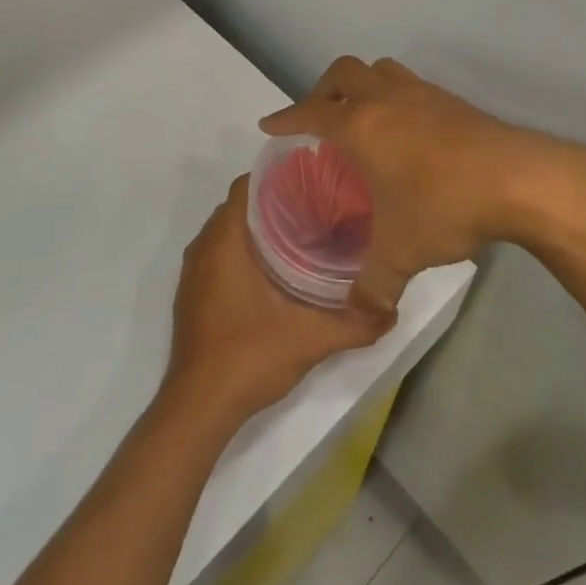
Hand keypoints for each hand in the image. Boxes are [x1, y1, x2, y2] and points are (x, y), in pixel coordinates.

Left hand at [163, 175, 388, 425]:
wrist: (198, 407)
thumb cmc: (249, 357)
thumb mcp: (310, 339)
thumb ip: (354, 324)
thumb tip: (392, 311)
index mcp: (225, 240)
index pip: (247, 185)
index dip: (277, 177)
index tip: (311, 181)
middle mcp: (203, 247)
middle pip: (239, 205)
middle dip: (274, 201)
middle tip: (316, 207)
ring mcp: (193, 272)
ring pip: (227, 231)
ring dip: (257, 227)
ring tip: (301, 234)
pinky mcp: (192, 294)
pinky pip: (217, 253)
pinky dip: (241, 250)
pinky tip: (274, 270)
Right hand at [261, 56, 585, 321]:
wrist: (519, 179)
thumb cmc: (445, 205)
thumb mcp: (402, 253)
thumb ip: (374, 286)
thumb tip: (361, 315)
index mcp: (361, 126)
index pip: (312, 112)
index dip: (287, 117)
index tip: (269, 124)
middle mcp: (386, 100)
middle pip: (344, 72)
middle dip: (323, 90)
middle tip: (320, 118)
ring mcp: (422, 94)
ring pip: (381, 70)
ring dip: (363, 86)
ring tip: (363, 118)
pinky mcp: (452, 101)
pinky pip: (411, 86)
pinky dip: (396, 98)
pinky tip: (407, 133)